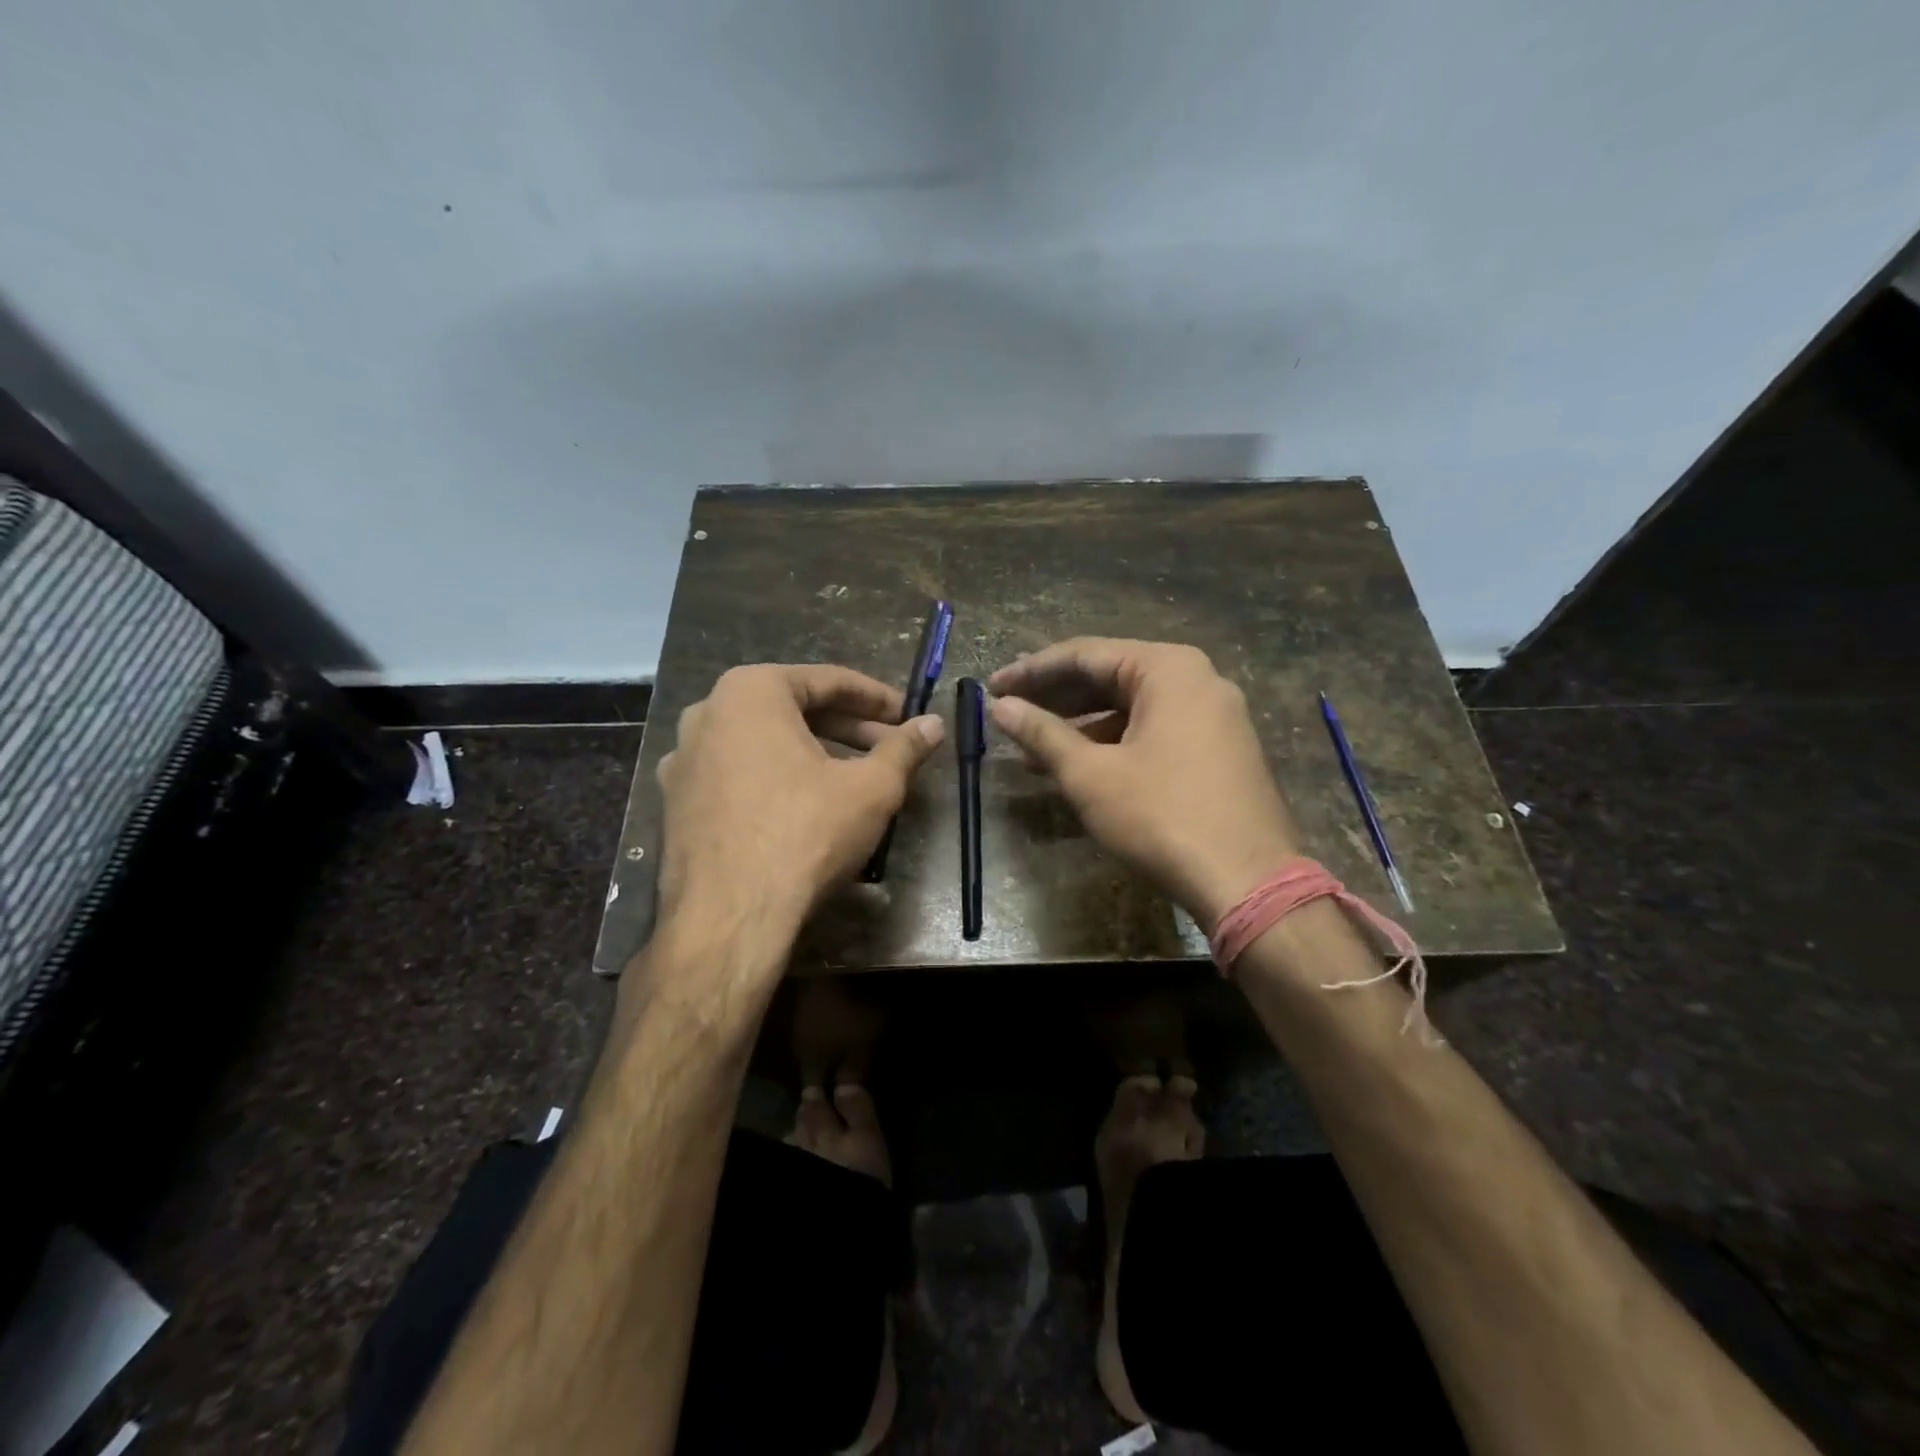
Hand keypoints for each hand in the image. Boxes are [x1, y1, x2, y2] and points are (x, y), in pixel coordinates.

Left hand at [655, 664, 943, 946]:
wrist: (729, 917)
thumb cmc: (805, 834)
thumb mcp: (871, 789)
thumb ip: (904, 749)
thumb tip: (933, 724)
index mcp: (750, 692)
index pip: (827, 681)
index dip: (876, 698)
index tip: (907, 714)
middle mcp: (708, 713)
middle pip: (793, 710)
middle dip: (848, 728)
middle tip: (890, 747)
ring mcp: (684, 759)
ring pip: (764, 743)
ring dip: (814, 753)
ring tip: (856, 777)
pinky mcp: (677, 802)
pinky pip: (739, 774)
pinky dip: (777, 779)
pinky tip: (806, 806)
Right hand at [988, 639, 1299, 928]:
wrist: (1248, 882)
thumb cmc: (1161, 816)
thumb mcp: (1090, 774)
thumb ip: (1042, 733)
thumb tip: (1000, 707)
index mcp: (1168, 669)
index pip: (1085, 654)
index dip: (1032, 671)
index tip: (993, 686)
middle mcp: (1197, 679)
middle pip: (1111, 676)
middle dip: (1055, 698)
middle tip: (1009, 711)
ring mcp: (1214, 715)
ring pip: (1131, 708)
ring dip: (1081, 726)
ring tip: (1032, 750)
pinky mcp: (1219, 749)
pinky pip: (1154, 730)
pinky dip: (1113, 743)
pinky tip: (1078, 768)